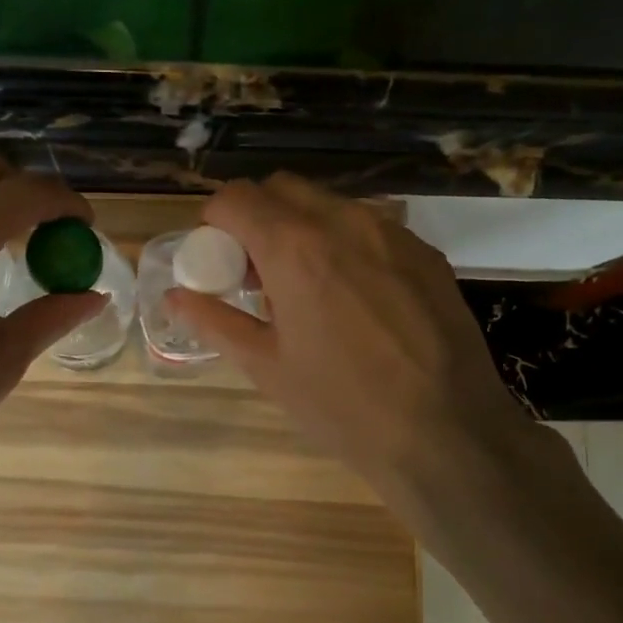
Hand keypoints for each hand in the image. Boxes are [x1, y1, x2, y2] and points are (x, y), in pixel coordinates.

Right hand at [167, 174, 560, 506]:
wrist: (446, 433)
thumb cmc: (341, 406)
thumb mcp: (266, 367)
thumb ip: (215, 321)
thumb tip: (175, 297)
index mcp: (295, 248)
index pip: (236, 197)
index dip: (215, 222)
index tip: (218, 260)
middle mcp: (345, 222)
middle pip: (283, 190)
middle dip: (258, 218)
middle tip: (257, 273)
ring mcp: (392, 233)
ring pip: (330, 206)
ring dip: (303, 230)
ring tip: (308, 290)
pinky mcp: (426, 253)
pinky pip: (371, 230)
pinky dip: (346, 246)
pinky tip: (356, 301)